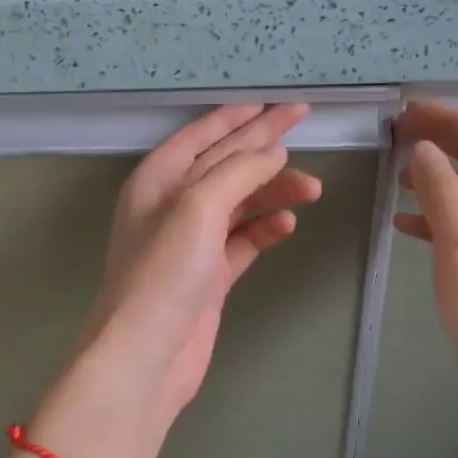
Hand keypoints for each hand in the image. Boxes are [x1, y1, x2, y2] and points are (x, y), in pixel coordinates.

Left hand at [71, 104, 322, 435]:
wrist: (146, 356)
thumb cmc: (164, 273)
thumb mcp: (197, 208)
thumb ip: (237, 172)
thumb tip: (273, 152)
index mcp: (158, 179)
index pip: (204, 134)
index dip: (241, 115)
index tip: (279, 102)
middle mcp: (172, 205)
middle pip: (225, 163)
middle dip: (264, 144)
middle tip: (304, 121)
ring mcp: (191, 242)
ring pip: (239, 202)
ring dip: (273, 191)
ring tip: (312, 188)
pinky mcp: (209, 275)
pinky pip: (243, 240)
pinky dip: (265, 229)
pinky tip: (286, 224)